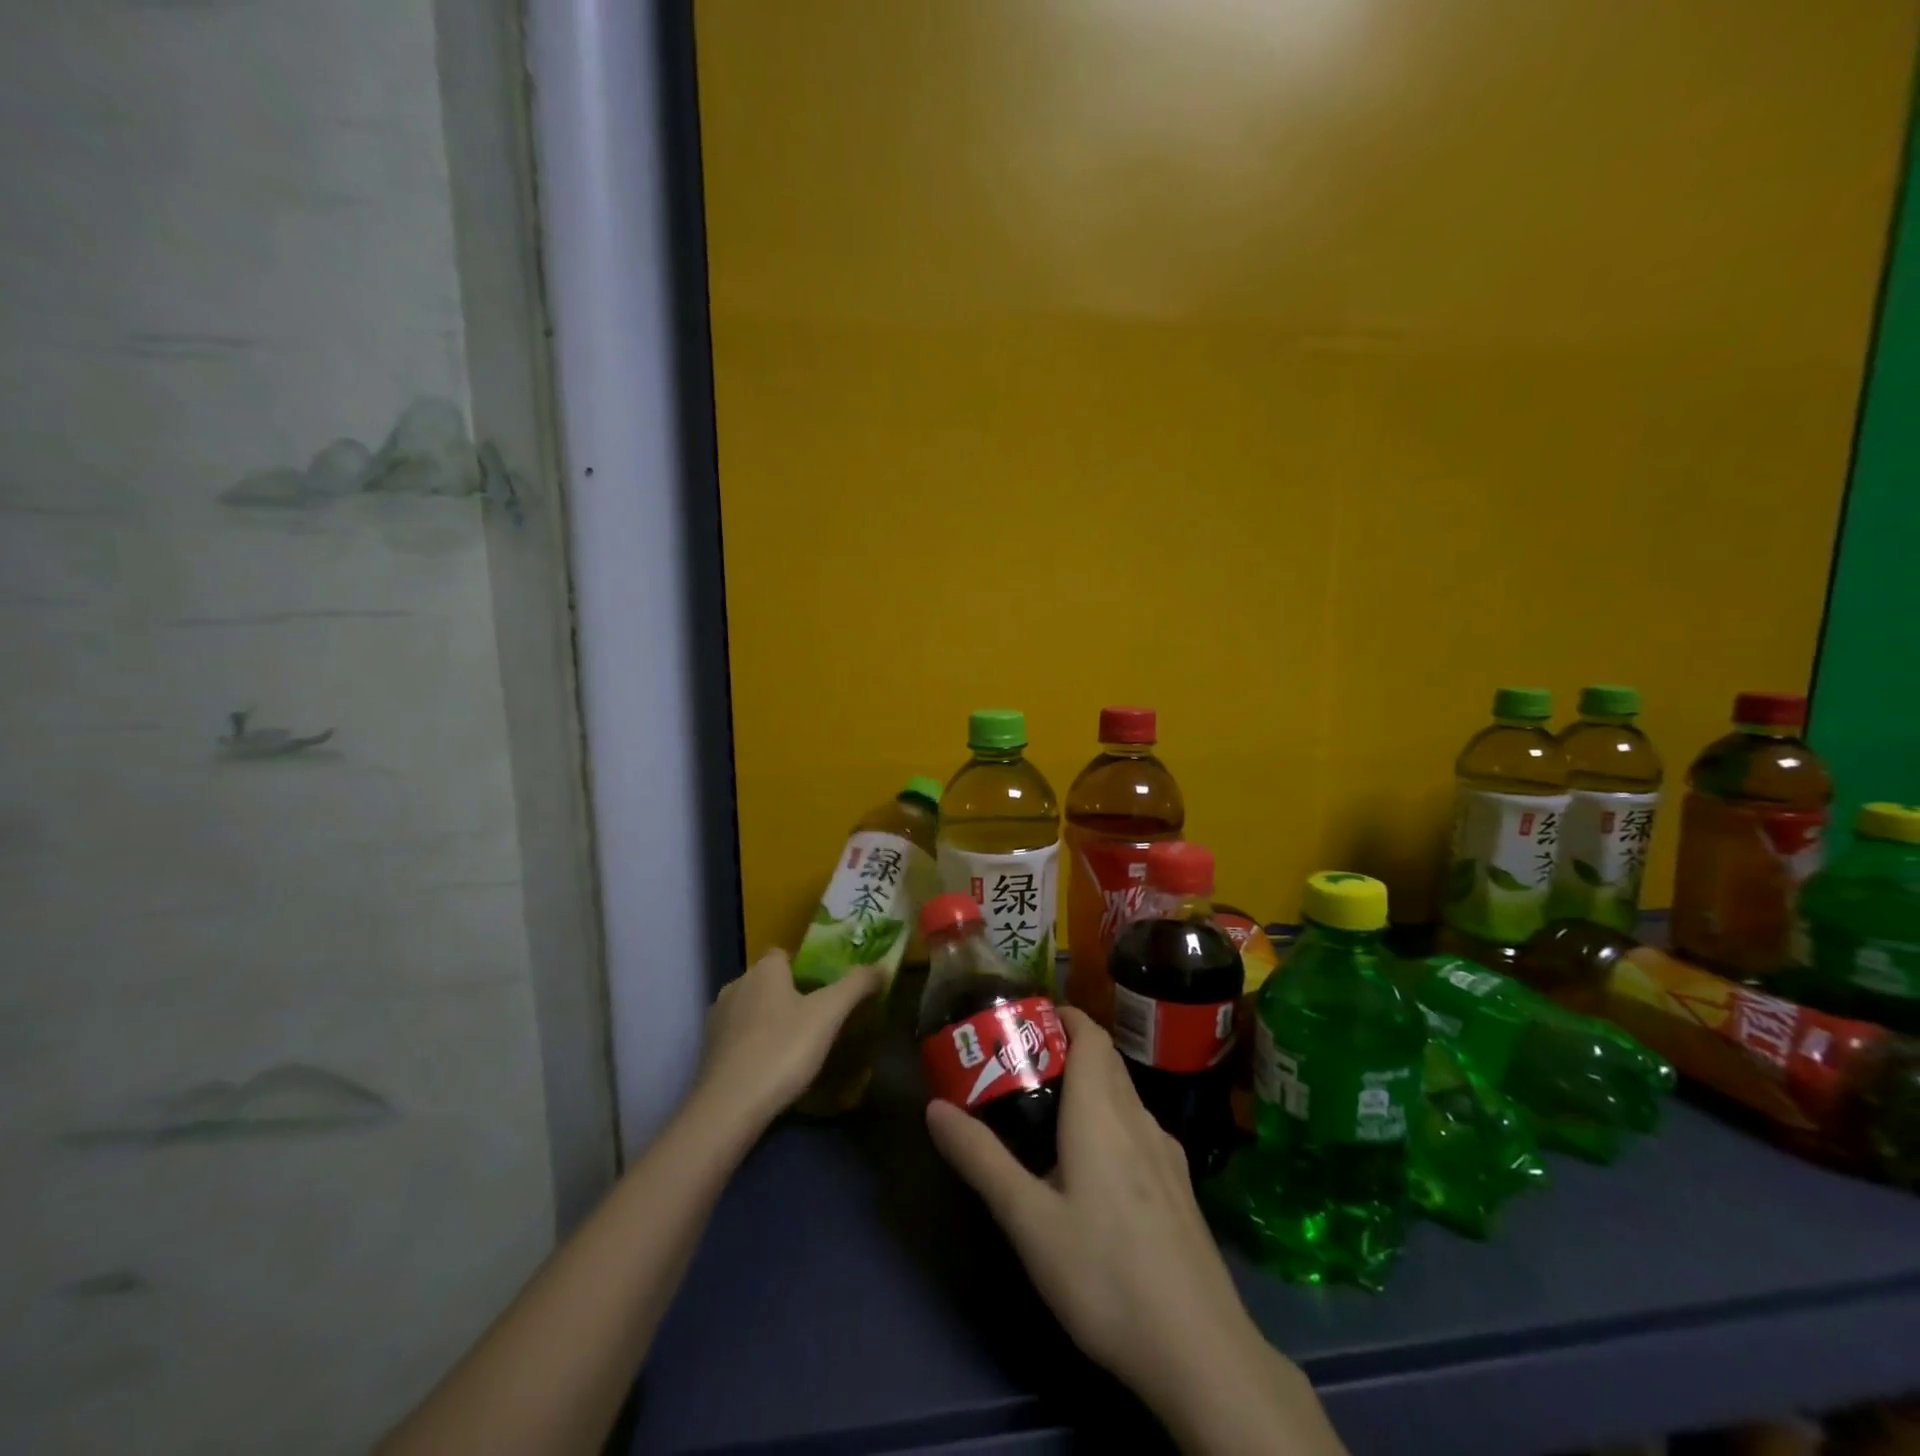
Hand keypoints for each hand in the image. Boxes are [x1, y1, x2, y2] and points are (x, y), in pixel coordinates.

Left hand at [696, 949, 883, 1126]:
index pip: (784, 953)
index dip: (805, 966)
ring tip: (798, 1045)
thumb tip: (883, 966)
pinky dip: (755, 1044)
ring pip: (753, 1009)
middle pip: (769, 981)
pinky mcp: (708, 1052)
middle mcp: (736, 985)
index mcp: (764, 970)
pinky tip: (773, 1067)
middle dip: (790, 994)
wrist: (728, 1108)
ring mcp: (718, 1019)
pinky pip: (740, 1037)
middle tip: (819, 1017)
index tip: (827, 987)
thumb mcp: (829, 1014)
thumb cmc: (782, 1050)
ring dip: (771, 1020)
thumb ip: (857, 985)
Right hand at [926, 1009, 1345, 1455]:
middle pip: (1105, 1060)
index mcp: (1102, 1112)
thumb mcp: (1029, 1221)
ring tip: (1046, 1111)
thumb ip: (981, 1159)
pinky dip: (1109, 1119)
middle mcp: (1137, 1118)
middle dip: (1066, 1048)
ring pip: (1123, 1095)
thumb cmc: (1104, 1274)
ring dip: (1088, 1084)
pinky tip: (1091, 1166)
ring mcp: (1165, 1152)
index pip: (1090, 1035)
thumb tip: (934, 1108)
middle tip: (1020, 1064)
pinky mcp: (1178, 1185)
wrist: (1200, 1349)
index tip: (1025, 1019)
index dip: (1062, 1016)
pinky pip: (1137, 1128)